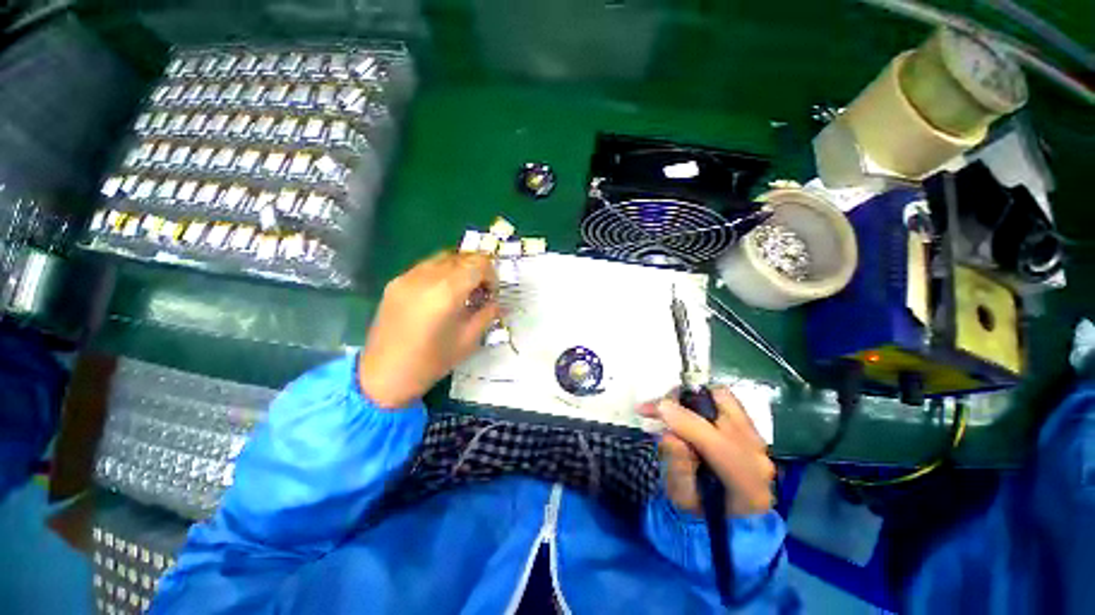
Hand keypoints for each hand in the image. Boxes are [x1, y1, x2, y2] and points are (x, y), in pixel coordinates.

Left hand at [359, 251, 499, 408]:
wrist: (383, 376)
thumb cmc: (431, 362)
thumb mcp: (469, 340)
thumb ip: (487, 314)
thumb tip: (497, 302)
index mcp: (447, 292)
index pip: (478, 264)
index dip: (492, 275)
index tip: (491, 294)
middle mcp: (426, 277)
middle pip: (462, 257)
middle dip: (478, 271)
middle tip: (480, 293)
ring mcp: (407, 277)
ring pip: (444, 257)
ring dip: (460, 269)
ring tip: (462, 292)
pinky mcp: (395, 282)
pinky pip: (426, 267)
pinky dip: (442, 273)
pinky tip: (441, 295)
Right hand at [640, 387, 775, 515]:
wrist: (726, 518)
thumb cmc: (699, 512)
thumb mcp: (681, 499)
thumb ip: (678, 469)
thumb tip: (671, 436)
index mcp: (749, 487)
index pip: (722, 447)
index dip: (688, 424)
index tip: (659, 410)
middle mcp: (760, 458)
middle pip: (724, 413)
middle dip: (684, 403)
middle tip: (654, 408)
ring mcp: (758, 441)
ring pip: (723, 400)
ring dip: (689, 399)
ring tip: (665, 408)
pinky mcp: (749, 428)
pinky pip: (724, 401)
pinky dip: (698, 399)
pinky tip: (681, 411)